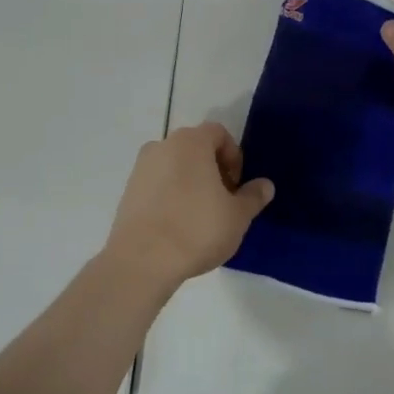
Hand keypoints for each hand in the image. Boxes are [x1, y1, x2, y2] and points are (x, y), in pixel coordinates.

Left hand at [102, 123, 273, 287]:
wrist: (142, 260)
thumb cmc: (197, 229)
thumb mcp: (237, 216)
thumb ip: (253, 196)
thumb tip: (265, 186)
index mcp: (191, 142)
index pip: (218, 133)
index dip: (233, 156)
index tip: (236, 186)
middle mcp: (162, 146)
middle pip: (195, 148)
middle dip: (212, 169)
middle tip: (223, 201)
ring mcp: (141, 168)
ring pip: (174, 166)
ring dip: (190, 182)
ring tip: (200, 216)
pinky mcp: (128, 191)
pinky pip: (157, 184)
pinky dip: (170, 195)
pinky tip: (177, 225)